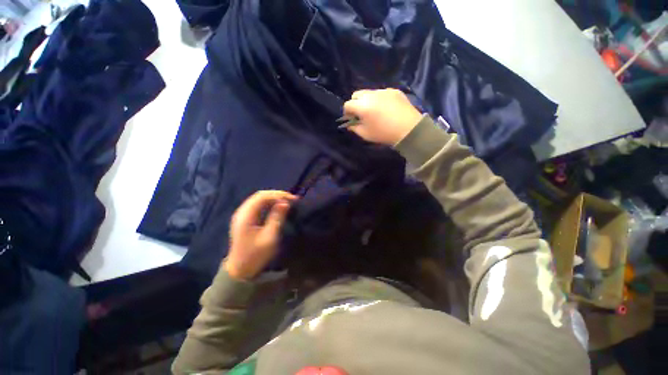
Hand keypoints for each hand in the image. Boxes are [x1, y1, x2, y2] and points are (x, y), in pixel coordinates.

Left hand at [225, 190, 297, 279]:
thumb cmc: (256, 255)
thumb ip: (277, 217)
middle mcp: (242, 212)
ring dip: (273, 198)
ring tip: (287, 201)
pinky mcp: (244, 218)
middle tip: (291, 199)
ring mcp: (242, 215)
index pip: (262, 196)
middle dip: (277, 195)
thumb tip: (285, 203)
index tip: (293, 199)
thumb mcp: (270, 237)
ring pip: (258, 199)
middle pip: (260, 195)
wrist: (240, 269)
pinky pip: (257, 205)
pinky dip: (269, 203)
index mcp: (246, 216)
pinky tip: (277, 206)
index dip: (279, 195)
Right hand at [343, 88, 422, 144]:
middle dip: (355, 103)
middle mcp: (371, 95)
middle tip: (361, 114)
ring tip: (375, 111)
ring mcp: (383, 91)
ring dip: (367, 100)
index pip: (348, 104)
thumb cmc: (384, 134)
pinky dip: (380, 99)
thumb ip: (354, 128)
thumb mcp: (365, 134)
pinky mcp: (394, 90)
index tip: (351, 119)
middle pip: (356, 94)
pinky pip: (382, 93)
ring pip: (369, 92)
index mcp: (362, 106)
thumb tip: (350, 124)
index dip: (347, 112)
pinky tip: (386, 109)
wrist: (409, 129)